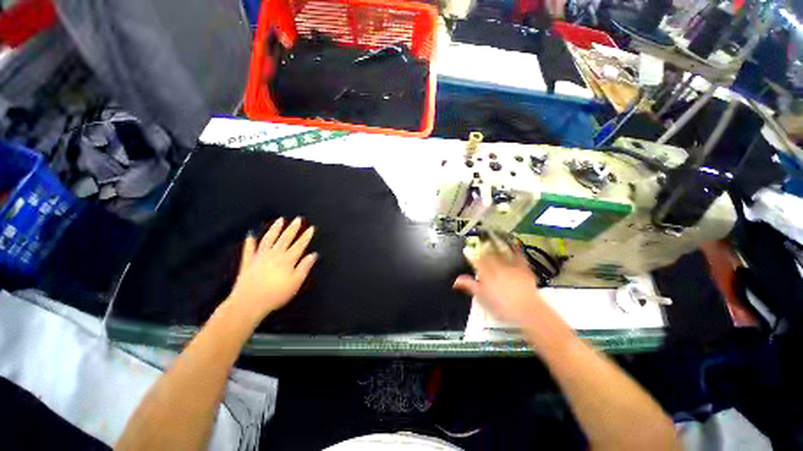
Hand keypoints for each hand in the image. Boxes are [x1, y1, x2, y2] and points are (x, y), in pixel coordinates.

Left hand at [226, 217, 317, 324]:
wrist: (248, 302)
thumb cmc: (276, 294)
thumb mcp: (295, 282)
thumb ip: (304, 267)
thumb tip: (313, 254)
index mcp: (287, 259)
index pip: (299, 245)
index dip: (306, 236)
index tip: (311, 228)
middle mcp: (274, 254)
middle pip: (285, 238)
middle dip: (293, 228)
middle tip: (298, 219)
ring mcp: (259, 257)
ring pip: (268, 239)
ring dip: (275, 229)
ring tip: (280, 220)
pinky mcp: (248, 262)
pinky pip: (249, 249)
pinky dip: (250, 241)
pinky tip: (250, 234)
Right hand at [452, 248, 544, 326]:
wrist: (527, 310)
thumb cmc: (503, 306)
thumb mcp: (482, 297)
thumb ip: (469, 286)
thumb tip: (456, 280)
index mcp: (486, 274)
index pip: (476, 262)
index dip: (470, 255)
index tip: (466, 250)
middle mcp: (497, 267)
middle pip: (488, 255)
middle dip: (482, 247)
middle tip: (479, 240)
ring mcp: (510, 267)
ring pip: (501, 253)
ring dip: (497, 244)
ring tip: (493, 236)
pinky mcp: (523, 269)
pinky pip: (519, 256)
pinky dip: (516, 249)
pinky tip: (515, 244)